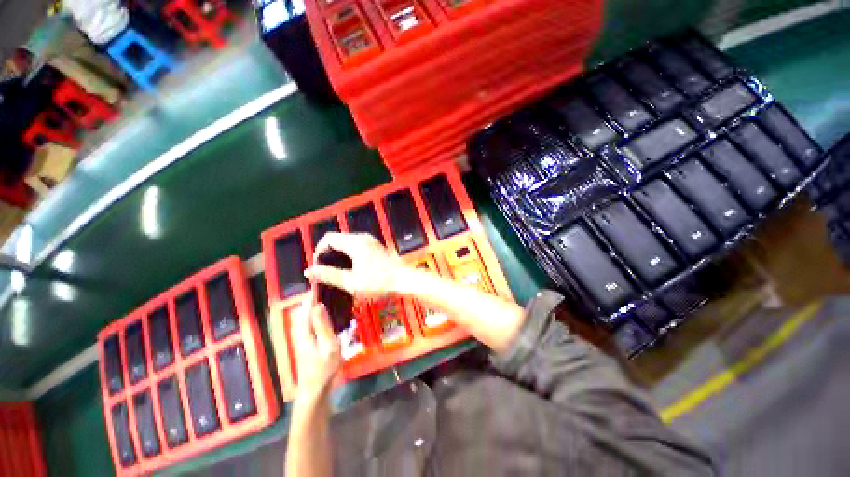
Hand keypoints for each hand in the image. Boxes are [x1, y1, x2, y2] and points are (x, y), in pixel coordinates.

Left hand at [291, 297, 340, 400]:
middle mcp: (300, 331)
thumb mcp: (328, 346)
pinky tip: (328, 315)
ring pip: (307, 316)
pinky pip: (310, 322)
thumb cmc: (324, 369)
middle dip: (314, 297)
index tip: (322, 280)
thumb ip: (323, 325)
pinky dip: (316, 314)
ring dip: (315, 305)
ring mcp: (302, 337)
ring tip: (330, 297)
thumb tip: (319, 304)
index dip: (313, 293)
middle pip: (305, 309)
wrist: (314, 391)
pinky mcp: (307, 342)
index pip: (307, 306)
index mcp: (304, 330)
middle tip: (330, 288)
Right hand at [305, 232, 405, 299]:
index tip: (317, 267)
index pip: (328, 238)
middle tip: (325, 272)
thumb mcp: (351, 282)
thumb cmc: (378, 282)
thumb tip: (308, 271)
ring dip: (339, 255)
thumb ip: (329, 275)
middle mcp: (363, 237)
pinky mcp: (377, 246)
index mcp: (355, 242)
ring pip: (348, 243)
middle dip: (328, 253)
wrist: (405, 280)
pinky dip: (349, 255)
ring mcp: (371, 241)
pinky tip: (351, 269)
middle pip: (338, 239)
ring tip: (336, 272)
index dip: (318, 251)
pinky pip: (357, 246)